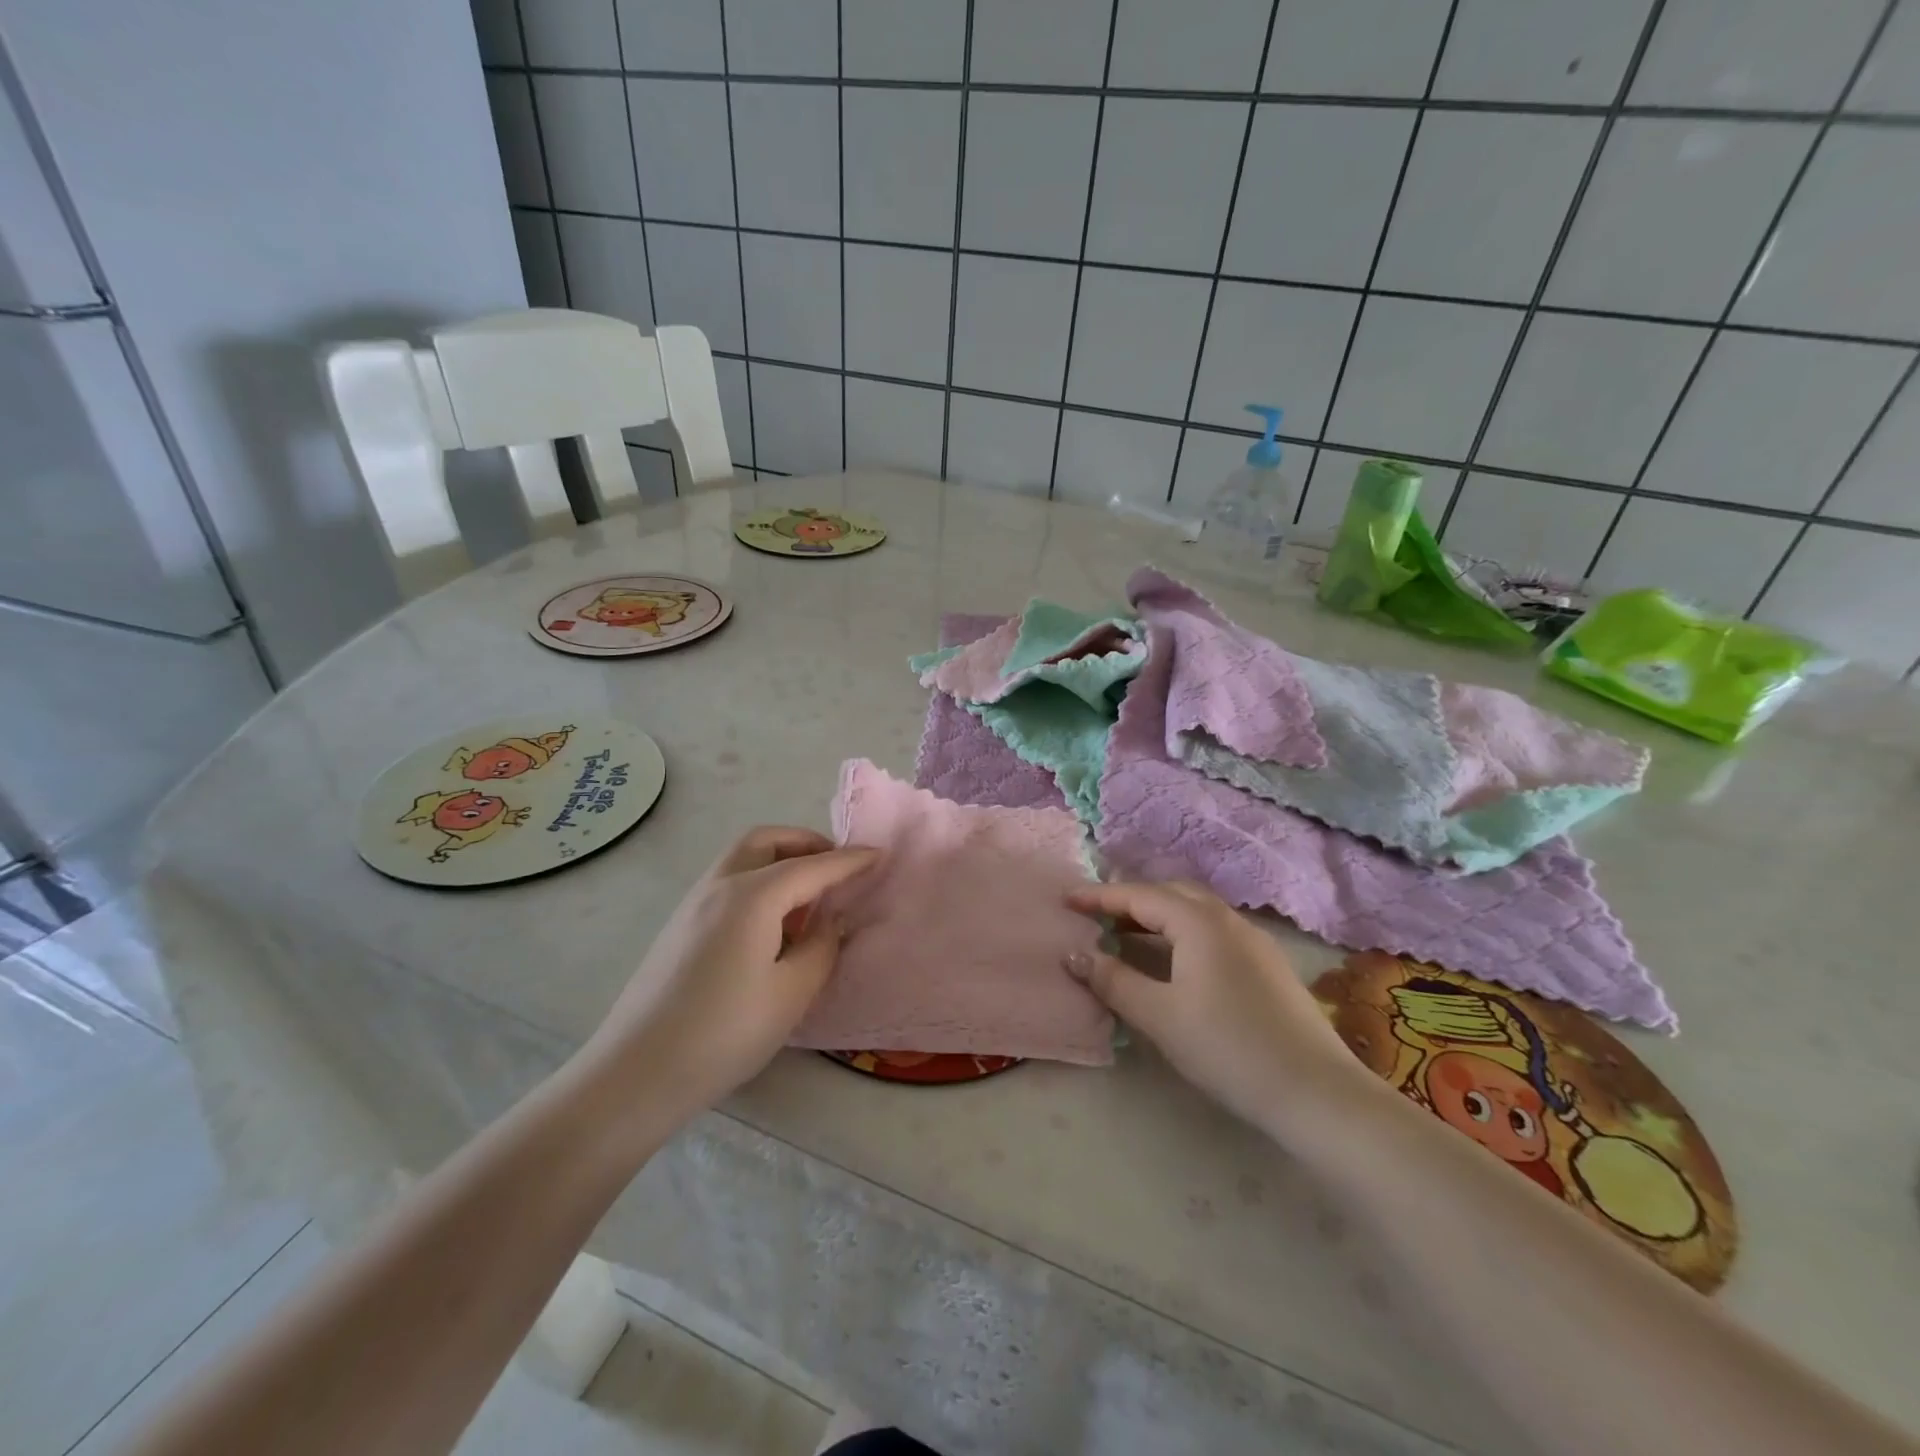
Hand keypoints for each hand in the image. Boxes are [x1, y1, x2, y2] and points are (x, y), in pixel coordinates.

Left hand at [577, 826, 878, 1126]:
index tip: (880, 854)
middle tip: (837, 869)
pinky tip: (772, 925)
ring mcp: (693, 903)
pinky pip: (728, 882)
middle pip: (767, 840)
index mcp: (752, 895)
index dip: (850, 860)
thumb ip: (820, 947)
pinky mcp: (680, 925)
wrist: (635, 1074)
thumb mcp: (791, 993)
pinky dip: (758, 881)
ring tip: (808, 899)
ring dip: (780, 861)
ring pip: (743, 858)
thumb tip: (828, 922)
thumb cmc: (724, 1033)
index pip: (813, 866)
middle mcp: (720, 885)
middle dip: (807, 844)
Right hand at [1065, 880, 1368, 1136]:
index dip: (1100, 897)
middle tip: (1097, 917)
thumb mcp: (1160, 1016)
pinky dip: (1182, 932)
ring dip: (1158, 916)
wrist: (1315, 1092)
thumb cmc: (1228, 1048)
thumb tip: (1074, 954)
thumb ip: (1113, 980)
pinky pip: (1213, 930)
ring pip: (1195, 911)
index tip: (1066, 900)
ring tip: (1128, 935)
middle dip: (1130, 900)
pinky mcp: (1267, 963)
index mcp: (1199, 922)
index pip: (1139, 896)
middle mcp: (1227, 919)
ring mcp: (1253, 939)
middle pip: (1170, 894)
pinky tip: (1175, 960)